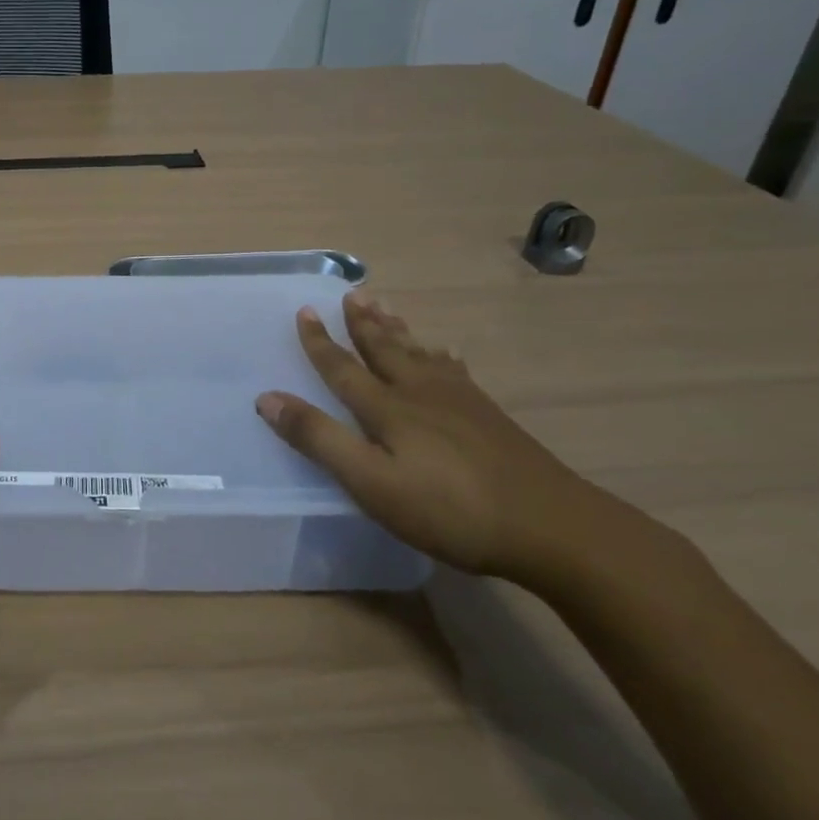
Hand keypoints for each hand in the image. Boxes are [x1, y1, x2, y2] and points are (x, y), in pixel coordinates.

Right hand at [255, 292, 607, 582]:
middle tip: (352, 292)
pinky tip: (446, 353)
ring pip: (419, 353)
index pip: (343, 368)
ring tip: (385, 306)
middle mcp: (420, 394)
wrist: (551, 527)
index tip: (304, 311)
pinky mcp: (488, 417)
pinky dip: (442, 356)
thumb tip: (267, 398)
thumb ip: (319, 439)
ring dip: (397, 329)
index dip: (320, 342)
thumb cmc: (448, 510)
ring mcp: (459, 402)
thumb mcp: (371, 483)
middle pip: (384, 349)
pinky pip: (455, 371)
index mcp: (387, 409)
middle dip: (363, 323)